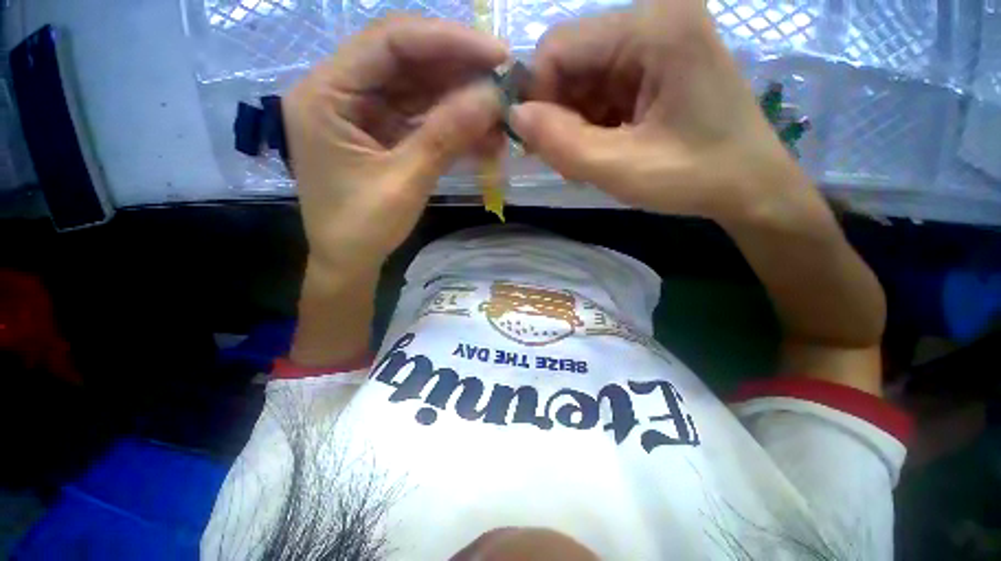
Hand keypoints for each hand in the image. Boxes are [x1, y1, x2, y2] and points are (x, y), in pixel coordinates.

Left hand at [285, 16, 506, 277]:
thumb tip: (494, 97)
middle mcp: (341, 90)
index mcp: (326, 93)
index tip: (496, 55)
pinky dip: (453, 124)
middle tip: (505, 82)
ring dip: (461, 100)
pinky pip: (422, 117)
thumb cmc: (362, 229)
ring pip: (419, 89)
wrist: (349, 262)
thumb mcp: (405, 182)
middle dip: (459, 70)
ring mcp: (364, 112)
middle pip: (406, 60)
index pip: (389, 42)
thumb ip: (446, 136)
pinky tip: (482, 132)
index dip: (447, 41)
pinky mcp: (383, 132)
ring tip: (500, 113)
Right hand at [511, 0, 798, 220]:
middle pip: (572, 62)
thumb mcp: (621, 169)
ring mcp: (657, 42)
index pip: (559, 46)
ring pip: (583, 80)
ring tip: (590, 161)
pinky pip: (602, 90)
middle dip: (559, 115)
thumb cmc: (696, 178)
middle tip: (567, 160)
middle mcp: (654, 19)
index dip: (538, 97)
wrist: (750, 187)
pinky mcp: (655, 67)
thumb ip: (562, 144)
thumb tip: (515, 116)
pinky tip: (605, 150)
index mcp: (654, 27)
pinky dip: (592, 124)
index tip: (540, 145)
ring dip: (575, 124)